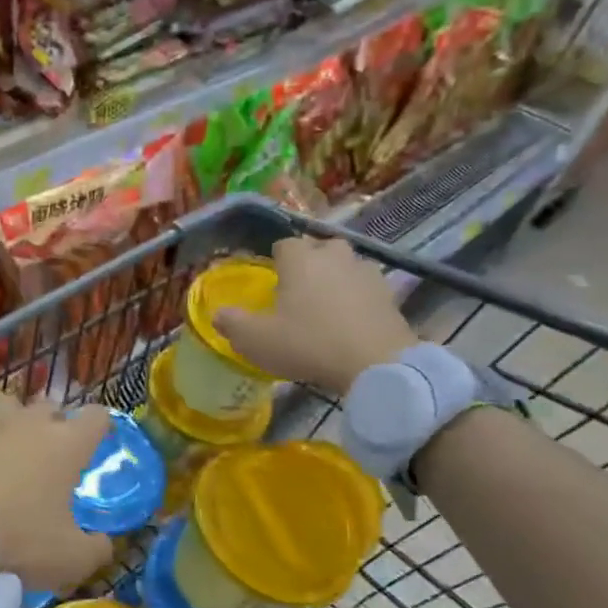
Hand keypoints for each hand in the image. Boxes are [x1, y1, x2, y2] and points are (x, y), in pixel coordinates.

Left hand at [0, 400, 114, 594]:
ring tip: (5, 453)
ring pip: (6, 409)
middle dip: (53, 425)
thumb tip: (102, 543)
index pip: (96, 417)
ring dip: (11, 426)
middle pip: (49, 407)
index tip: (95, 445)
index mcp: (65, 445)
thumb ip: (96, 549)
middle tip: (48, 457)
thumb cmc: (14, 543)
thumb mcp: (69, 561)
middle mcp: (26, 422)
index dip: (99, 428)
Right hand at [212, 236, 416, 394]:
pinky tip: (349, 320)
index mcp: (300, 260)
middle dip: (309, 262)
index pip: (284, 244)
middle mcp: (334, 256)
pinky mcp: (389, 294)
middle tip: (297, 290)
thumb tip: (218, 314)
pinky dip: (356, 297)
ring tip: (324, 305)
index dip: (275, 259)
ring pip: (346, 265)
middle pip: (320, 248)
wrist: (375, 363)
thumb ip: (232, 323)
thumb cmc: (307, 344)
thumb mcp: (255, 340)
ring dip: (335, 278)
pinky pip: (365, 288)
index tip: (270, 280)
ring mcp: (367, 273)